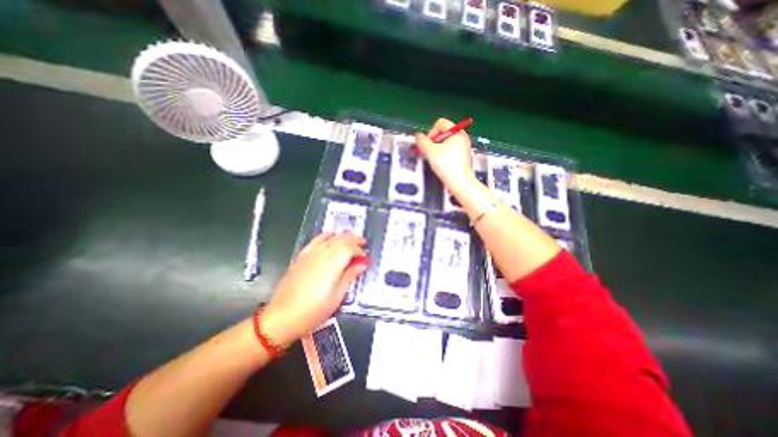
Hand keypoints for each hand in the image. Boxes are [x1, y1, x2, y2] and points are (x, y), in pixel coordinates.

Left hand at [262, 232, 367, 347]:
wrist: (281, 318)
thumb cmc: (312, 312)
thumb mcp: (336, 297)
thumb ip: (349, 276)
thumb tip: (362, 264)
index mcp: (330, 266)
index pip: (348, 249)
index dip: (359, 251)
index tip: (365, 258)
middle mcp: (320, 256)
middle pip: (340, 240)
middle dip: (354, 239)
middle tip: (363, 243)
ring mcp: (308, 255)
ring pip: (329, 238)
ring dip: (342, 236)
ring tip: (351, 239)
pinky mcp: (300, 257)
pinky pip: (316, 240)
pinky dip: (326, 236)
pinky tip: (330, 237)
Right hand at [417, 118, 476, 191]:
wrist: (460, 182)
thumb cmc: (446, 164)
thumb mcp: (430, 151)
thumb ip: (421, 141)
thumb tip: (417, 136)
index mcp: (457, 132)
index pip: (440, 123)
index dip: (431, 132)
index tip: (427, 145)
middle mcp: (462, 137)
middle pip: (442, 133)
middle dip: (432, 142)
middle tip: (428, 153)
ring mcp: (464, 147)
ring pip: (445, 143)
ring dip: (436, 149)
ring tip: (433, 160)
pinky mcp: (463, 157)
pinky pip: (450, 151)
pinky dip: (443, 155)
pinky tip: (440, 164)